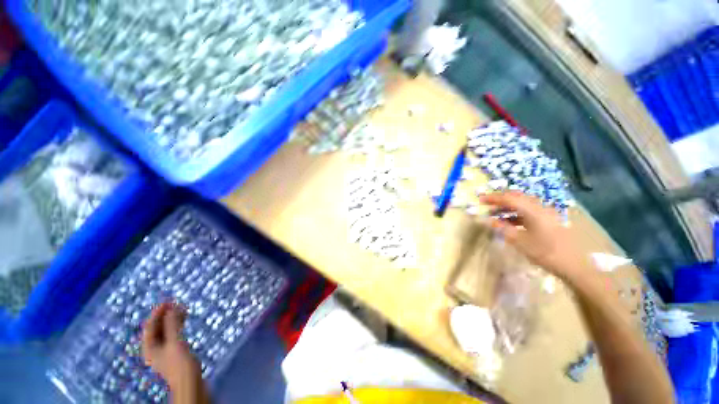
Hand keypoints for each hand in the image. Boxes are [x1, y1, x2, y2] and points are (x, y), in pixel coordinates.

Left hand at [142, 302, 200, 388]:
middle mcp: (154, 348)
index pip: (150, 326)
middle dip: (166, 315)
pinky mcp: (174, 350)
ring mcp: (164, 349)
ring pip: (166, 330)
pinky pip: (173, 333)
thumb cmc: (179, 362)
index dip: (157, 313)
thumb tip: (171, 309)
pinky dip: (177, 325)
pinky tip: (184, 319)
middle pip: (157, 328)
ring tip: (182, 308)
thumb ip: (172, 325)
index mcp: (149, 347)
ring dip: (173, 319)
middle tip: (176, 303)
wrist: (190, 380)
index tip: (167, 301)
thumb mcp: (175, 342)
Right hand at [479, 191, 591, 281]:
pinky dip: (516, 214)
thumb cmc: (546, 252)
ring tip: (495, 215)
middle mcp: (540, 207)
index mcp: (532, 210)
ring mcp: (546, 213)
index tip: (480, 200)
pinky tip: (510, 222)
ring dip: (508, 207)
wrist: (575, 265)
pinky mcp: (549, 220)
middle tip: (487, 205)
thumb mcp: (520, 241)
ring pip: (523, 204)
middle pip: (517, 197)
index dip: (493, 198)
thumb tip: (490, 220)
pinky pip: (529, 212)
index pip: (509, 198)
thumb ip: (503, 228)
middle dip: (500, 200)